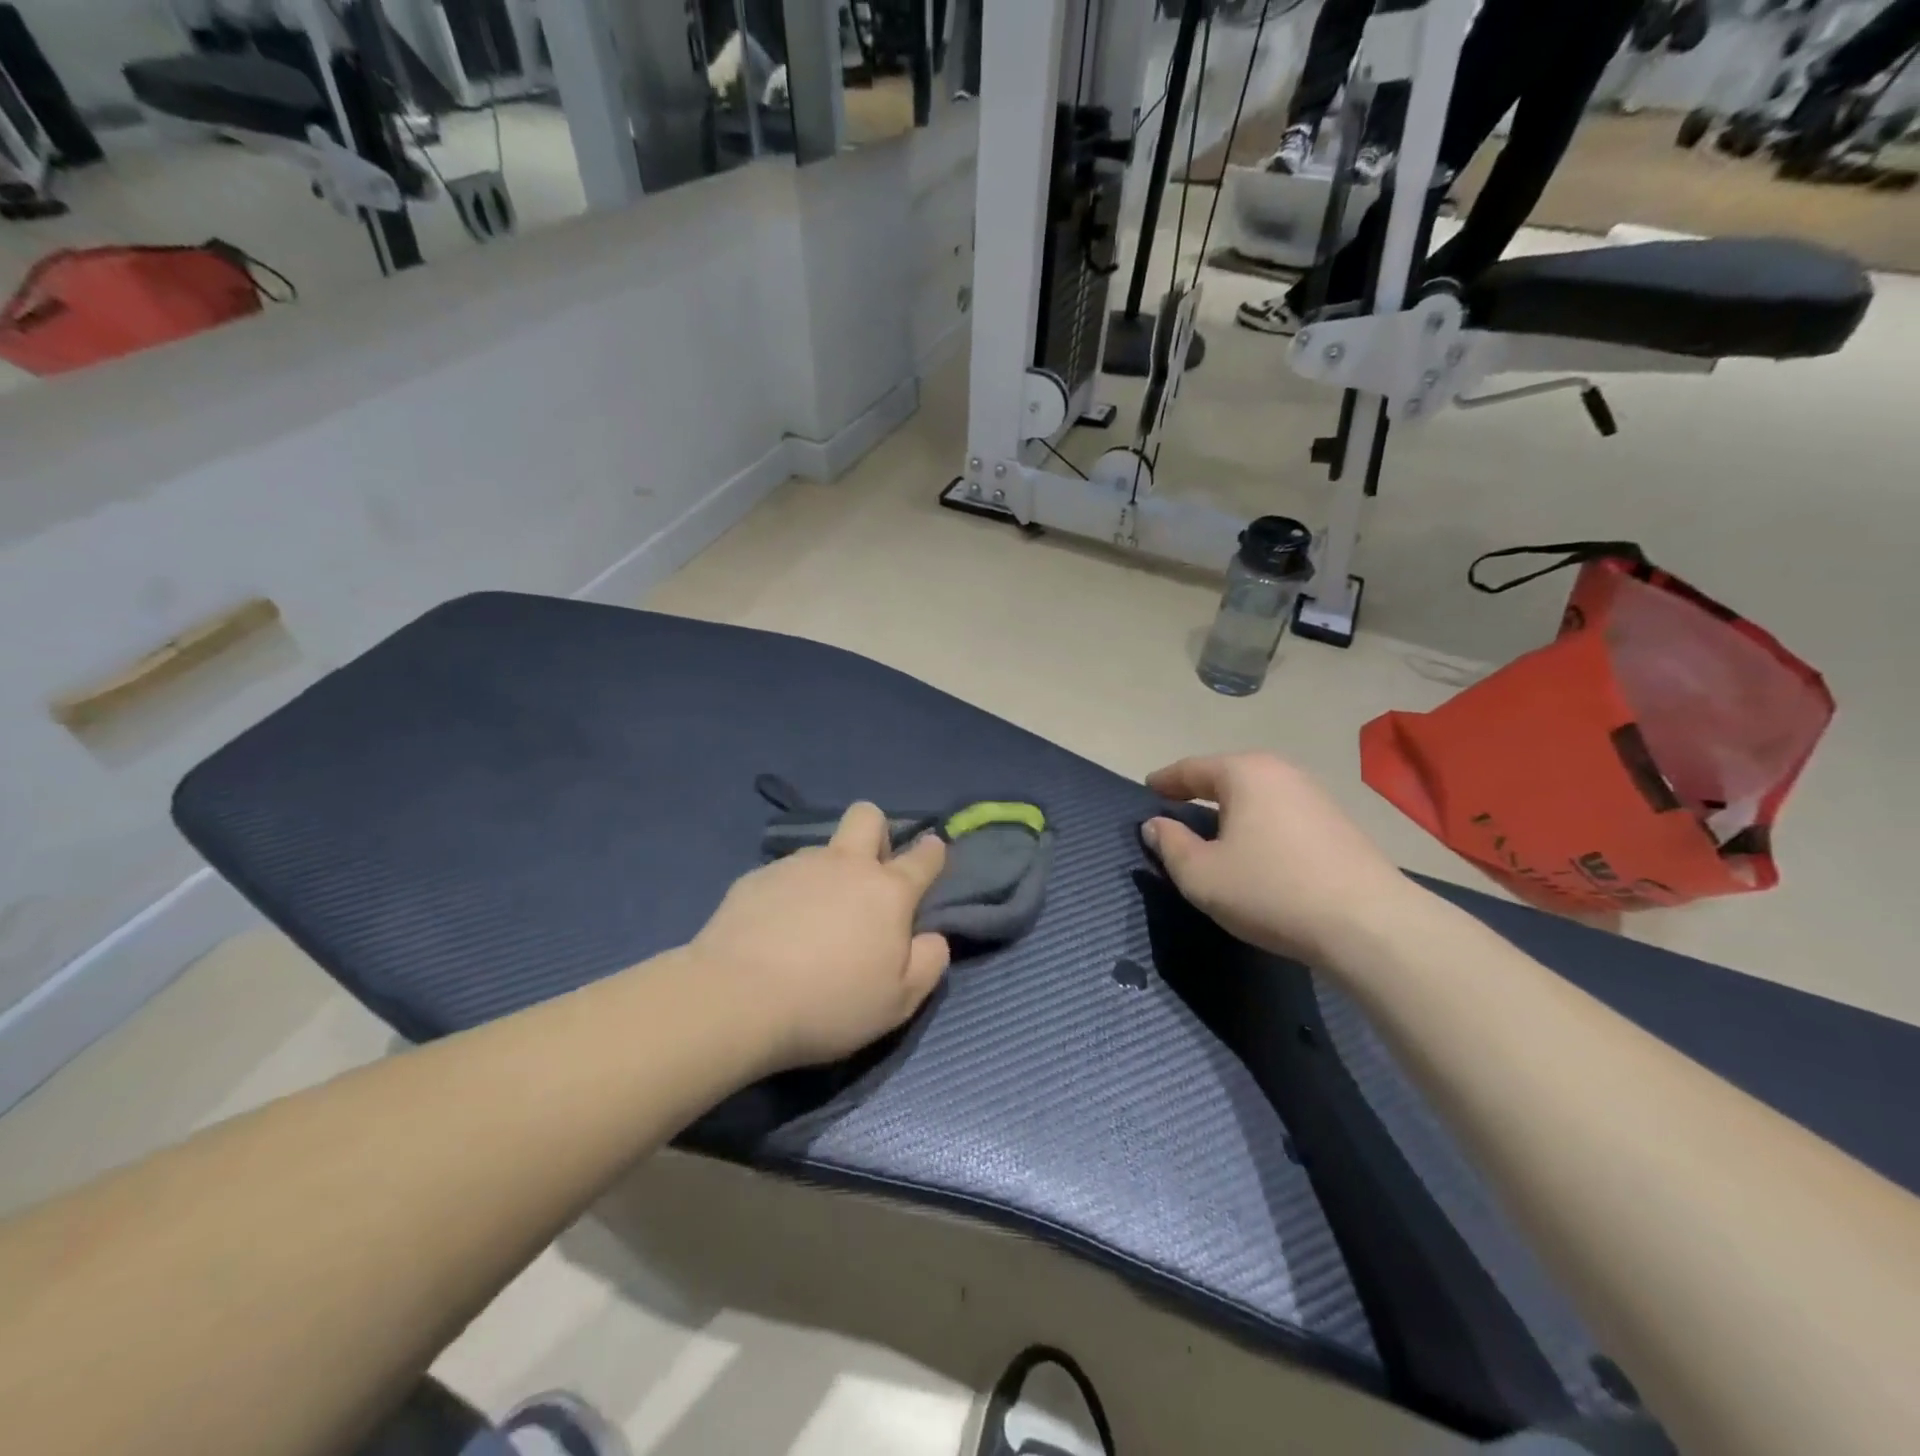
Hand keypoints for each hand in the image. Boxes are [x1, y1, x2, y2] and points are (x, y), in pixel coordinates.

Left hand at [690, 804, 951, 1071]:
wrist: (738, 999)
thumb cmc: (831, 1003)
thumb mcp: (899, 1002)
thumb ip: (928, 963)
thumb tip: (933, 937)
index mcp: (887, 891)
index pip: (923, 856)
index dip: (933, 852)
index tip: (932, 853)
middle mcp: (845, 865)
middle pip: (868, 816)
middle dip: (876, 833)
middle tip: (868, 875)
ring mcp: (796, 866)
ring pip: (822, 850)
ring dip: (827, 873)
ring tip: (810, 922)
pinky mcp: (755, 878)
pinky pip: (782, 875)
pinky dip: (787, 895)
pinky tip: (772, 931)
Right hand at [1142, 753, 1416, 964]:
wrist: (1369, 925)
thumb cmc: (1271, 891)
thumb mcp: (1201, 875)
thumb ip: (1170, 845)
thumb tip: (1155, 825)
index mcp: (1245, 773)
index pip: (1192, 769)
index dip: (1166, 780)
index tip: (1148, 788)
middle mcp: (1282, 772)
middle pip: (1228, 775)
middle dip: (1200, 790)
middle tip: (1176, 807)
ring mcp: (1316, 796)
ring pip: (1259, 794)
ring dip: (1232, 809)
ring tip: (1214, 829)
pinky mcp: (1338, 824)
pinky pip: (1282, 813)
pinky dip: (1260, 823)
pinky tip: (1257, 848)